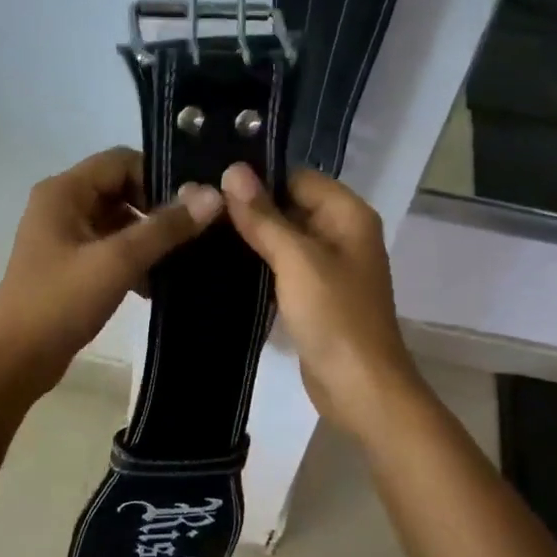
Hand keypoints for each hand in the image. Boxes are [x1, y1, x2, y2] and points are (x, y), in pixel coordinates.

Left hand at [0, 147, 222, 397]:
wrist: (15, 360)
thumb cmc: (60, 303)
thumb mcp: (117, 262)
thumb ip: (165, 228)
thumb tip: (213, 195)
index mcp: (64, 191)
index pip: (121, 161)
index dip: (158, 178)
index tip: (191, 209)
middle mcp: (60, 205)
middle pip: (121, 190)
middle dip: (156, 212)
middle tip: (193, 237)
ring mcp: (62, 238)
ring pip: (117, 223)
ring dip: (147, 240)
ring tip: (181, 264)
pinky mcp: (67, 267)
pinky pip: (108, 250)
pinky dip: (132, 262)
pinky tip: (154, 288)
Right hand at [220, 163, 421, 435]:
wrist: (359, 386)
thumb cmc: (334, 316)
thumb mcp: (296, 260)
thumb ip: (264, 217)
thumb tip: (233, 170)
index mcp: (348, 215)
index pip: (297, 178)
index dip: (258, 178)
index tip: (211, 181)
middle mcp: (342, 234)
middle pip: (290, 207)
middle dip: (249, 209)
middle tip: (198, 208)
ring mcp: (328, 268)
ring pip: (284, 240)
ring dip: (250, 239)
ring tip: (201, 232)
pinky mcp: (314, 297)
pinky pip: (283, 270)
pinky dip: (259, 267)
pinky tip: (220, 266)